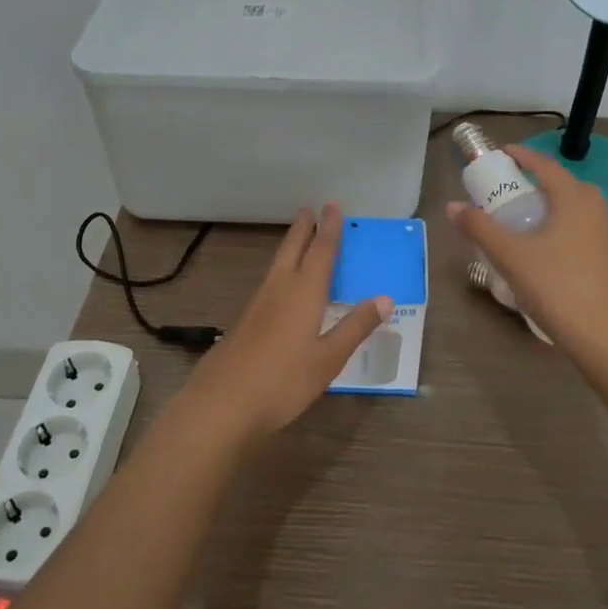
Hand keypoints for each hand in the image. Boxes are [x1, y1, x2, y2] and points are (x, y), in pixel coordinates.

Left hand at [179, 205, 391, 442]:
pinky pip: (270, 281)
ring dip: (290, 246)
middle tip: (310, 209)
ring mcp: (258, 304)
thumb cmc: (283, 380)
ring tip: (299, 239)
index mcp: (304, 292)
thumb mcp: (328, 358)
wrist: (223, 403)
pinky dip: (282, 269)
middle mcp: (279, 288)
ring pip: (278, 263)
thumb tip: (384, 298)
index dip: (330, 228)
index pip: (321, 251)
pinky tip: (282, 285)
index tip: (333, 205)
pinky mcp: (246, 321)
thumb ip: (355, 327)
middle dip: (303, 228)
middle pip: (292, 249)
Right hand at [447, 145, 607, 369]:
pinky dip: (563, 227)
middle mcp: (597, 208)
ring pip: (576, 208)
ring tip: (526, 219)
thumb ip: (480, 228)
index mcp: (574, 198)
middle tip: (510, 190)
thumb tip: (452, 206)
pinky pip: (584, 230)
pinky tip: (547, 249)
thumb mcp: (510, 256)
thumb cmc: (556, 286)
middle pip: (564, 185)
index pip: (545, 166)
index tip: (502, 154)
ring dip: (552, 206)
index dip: (522, 156)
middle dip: (537, 182)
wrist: (606, 336)